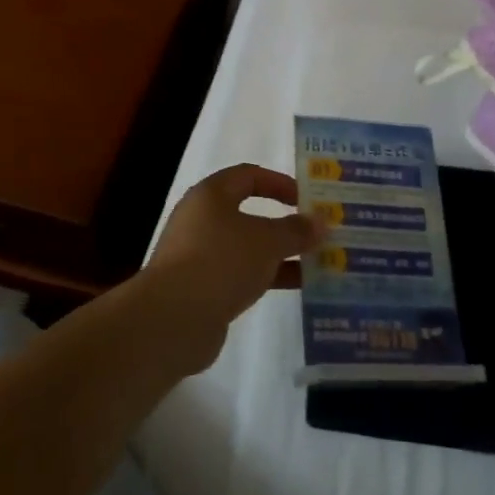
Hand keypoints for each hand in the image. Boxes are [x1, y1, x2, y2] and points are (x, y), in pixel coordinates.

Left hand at [141, 164, 320, 372]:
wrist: (173, 318)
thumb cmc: (220, 261)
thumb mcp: (266, 241)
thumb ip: (295, 230)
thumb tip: (320, 222)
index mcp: (211, 195)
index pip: (248, 176)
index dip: (279, 182)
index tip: (307, 199)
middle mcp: (201, 219)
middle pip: (248, 214)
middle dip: (284, 224)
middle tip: (316, 233)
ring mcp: (198, 255)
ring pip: (247, 247)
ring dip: (279, 254)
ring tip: (316, 263)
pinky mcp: (200, 288)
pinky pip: (240, 274)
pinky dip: (266, 277)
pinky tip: (295, 287)